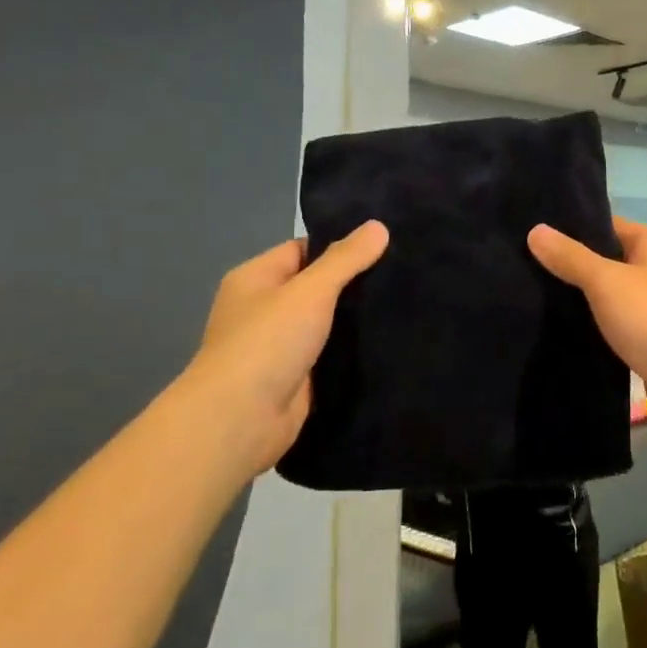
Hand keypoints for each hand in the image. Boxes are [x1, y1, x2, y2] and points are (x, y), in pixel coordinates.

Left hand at [184, 220, 388, 472]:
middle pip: (317, 286)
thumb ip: (346, 259)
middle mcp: (264, 309)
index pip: (304, 249)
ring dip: (356, 319)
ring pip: (326, 322)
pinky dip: (353, 350)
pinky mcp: (296, 377)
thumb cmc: (267, 343)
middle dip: (355, 283)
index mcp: (256, 279)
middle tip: (404, 273)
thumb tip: (378, 226)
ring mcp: (279, 346)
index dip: (341, 246)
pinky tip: (389, 341)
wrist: (239, 421)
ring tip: (406, 303)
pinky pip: (329, 354)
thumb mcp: (310, 290)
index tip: (385, 246)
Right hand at [528, 217, 646, 427]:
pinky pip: (614, 322)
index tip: (532, 234)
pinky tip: (560, 330)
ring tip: (533, 296)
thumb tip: (535, 230)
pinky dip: (593, 325)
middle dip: (570, 265)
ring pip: (608, 294)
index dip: (571, 227)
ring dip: (580, 298)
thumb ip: (571, 257)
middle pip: (605, 259)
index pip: (605, 224)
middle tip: (523, 267)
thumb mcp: (606, 281)